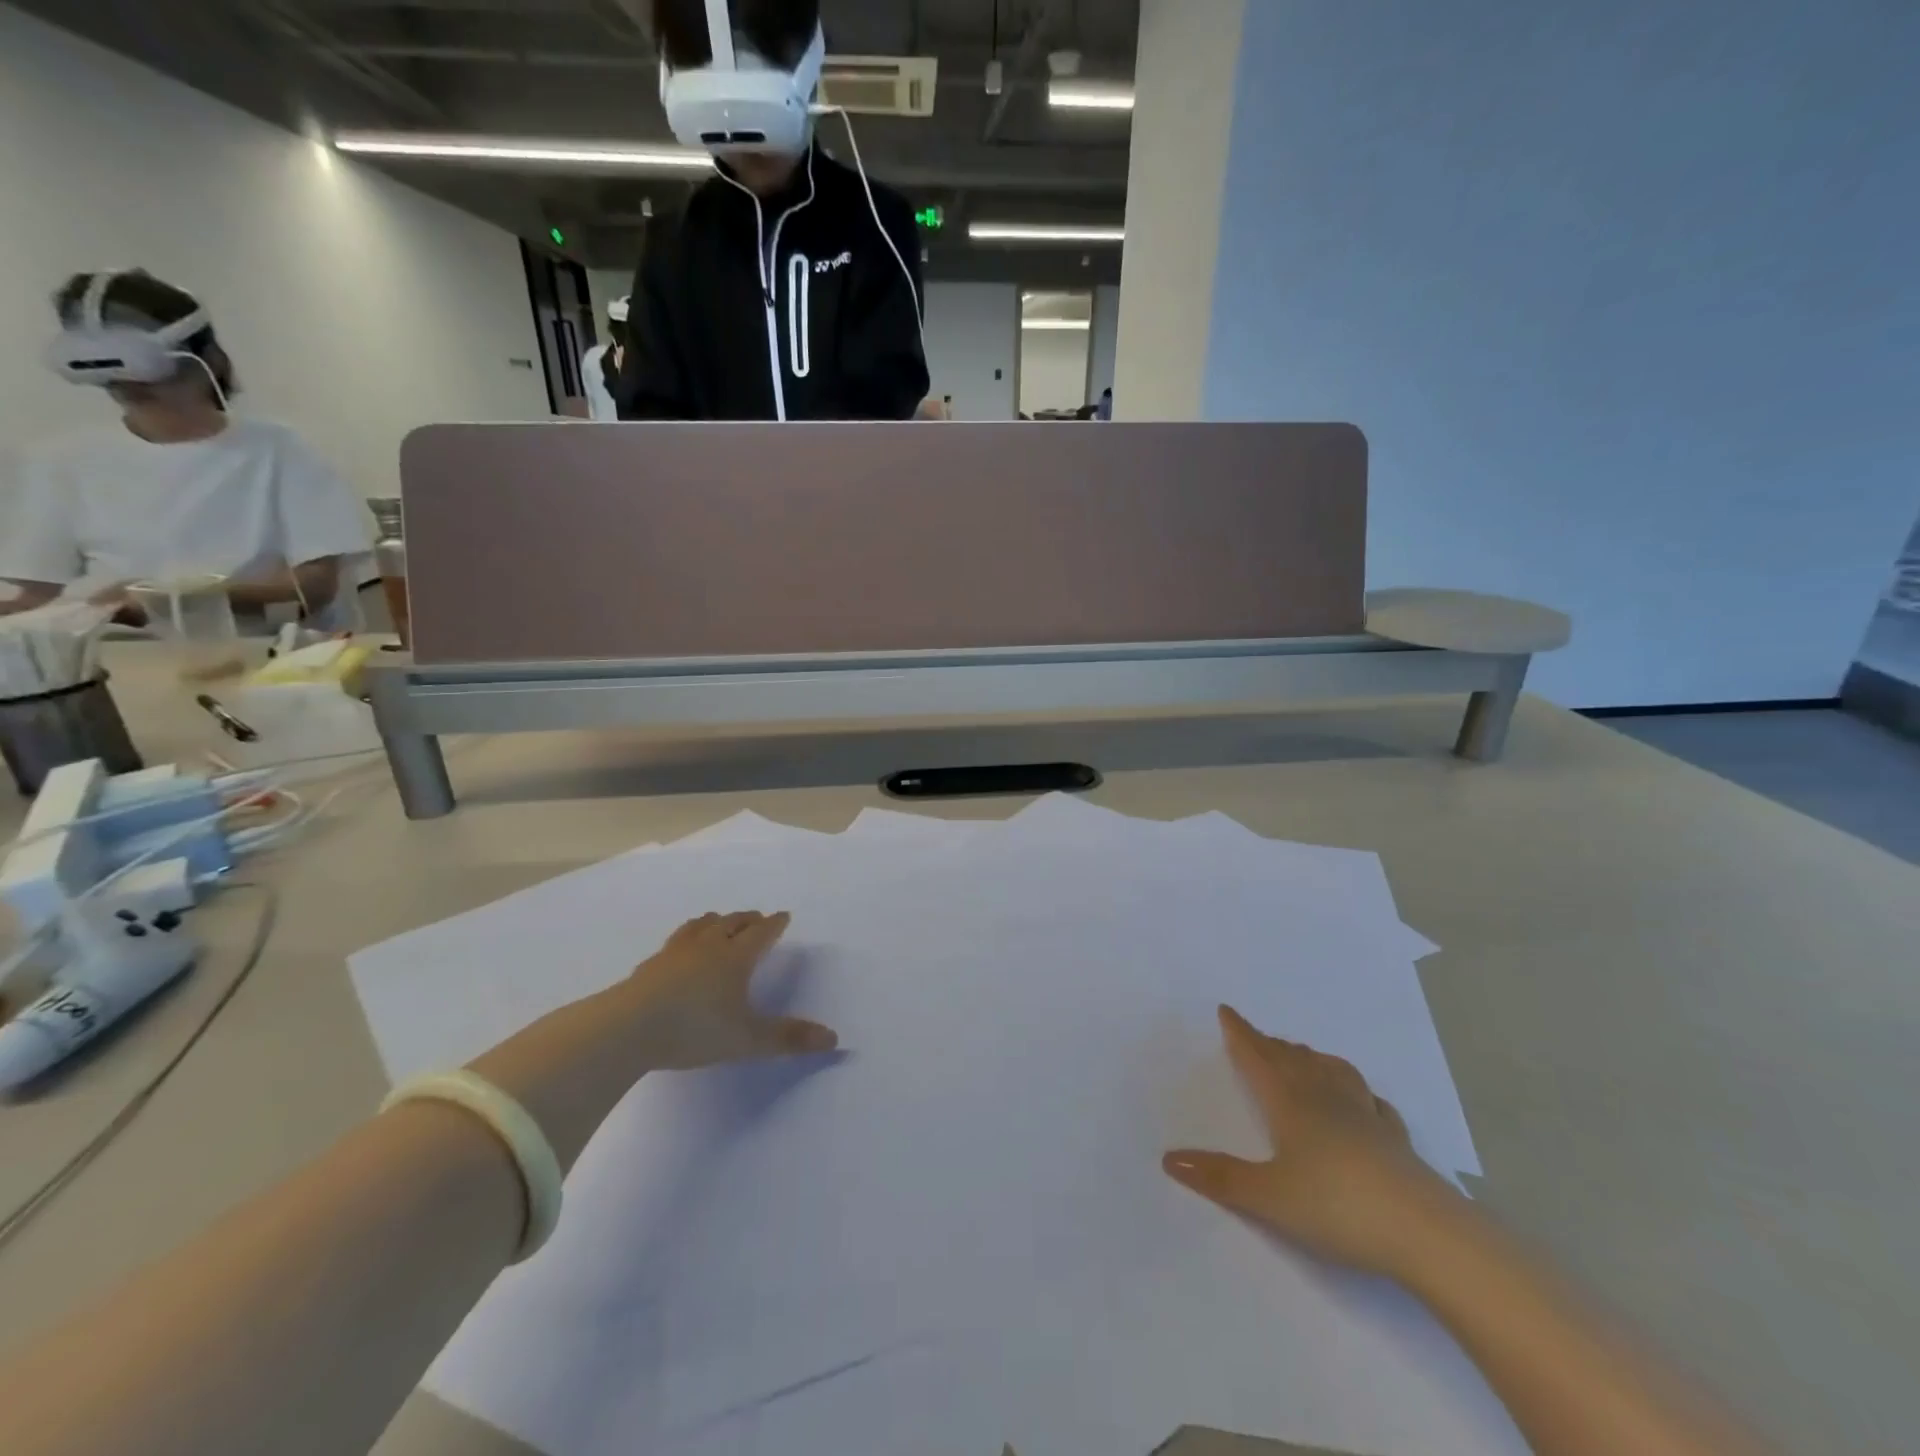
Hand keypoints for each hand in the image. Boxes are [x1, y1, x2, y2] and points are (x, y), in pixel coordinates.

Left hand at [626, 911, 837, 1070]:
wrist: (628, 1028)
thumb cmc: (695, 1029)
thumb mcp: (748, 1040)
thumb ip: (788, 1039)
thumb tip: (834, 1039)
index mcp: (736, 958)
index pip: (761, 933)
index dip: (775, 925)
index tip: (783, 916)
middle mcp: (709, 946)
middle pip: (732, 922)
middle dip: (748, 919)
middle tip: (757, 917)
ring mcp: (676, 952)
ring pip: (701, 926)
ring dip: (716, 921)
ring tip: (720, 922)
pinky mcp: (650, 965)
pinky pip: (675, 942)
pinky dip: (687, 938)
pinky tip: (679, 951)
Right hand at [1163, 1005, 1459, 1277]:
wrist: (1426, 1233)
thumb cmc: (1337, 1207)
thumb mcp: (1268, 1197)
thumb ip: (1219, 1178)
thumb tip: (1168, 1158)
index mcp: (1291, 1103)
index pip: (1259, 1058)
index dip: (1241, 1034)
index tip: (1227, 1010)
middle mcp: (1326, 1098)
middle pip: (1293, 1059)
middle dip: (1271, 1045)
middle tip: (1256, 1037)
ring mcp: (1366, 1116)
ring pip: (1333, 1072)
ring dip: (1312, 1059)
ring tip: (1303, 1055)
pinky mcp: (1397, 1141)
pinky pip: (1373, 1103)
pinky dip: (1360, 1093)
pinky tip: (1365, 1101)